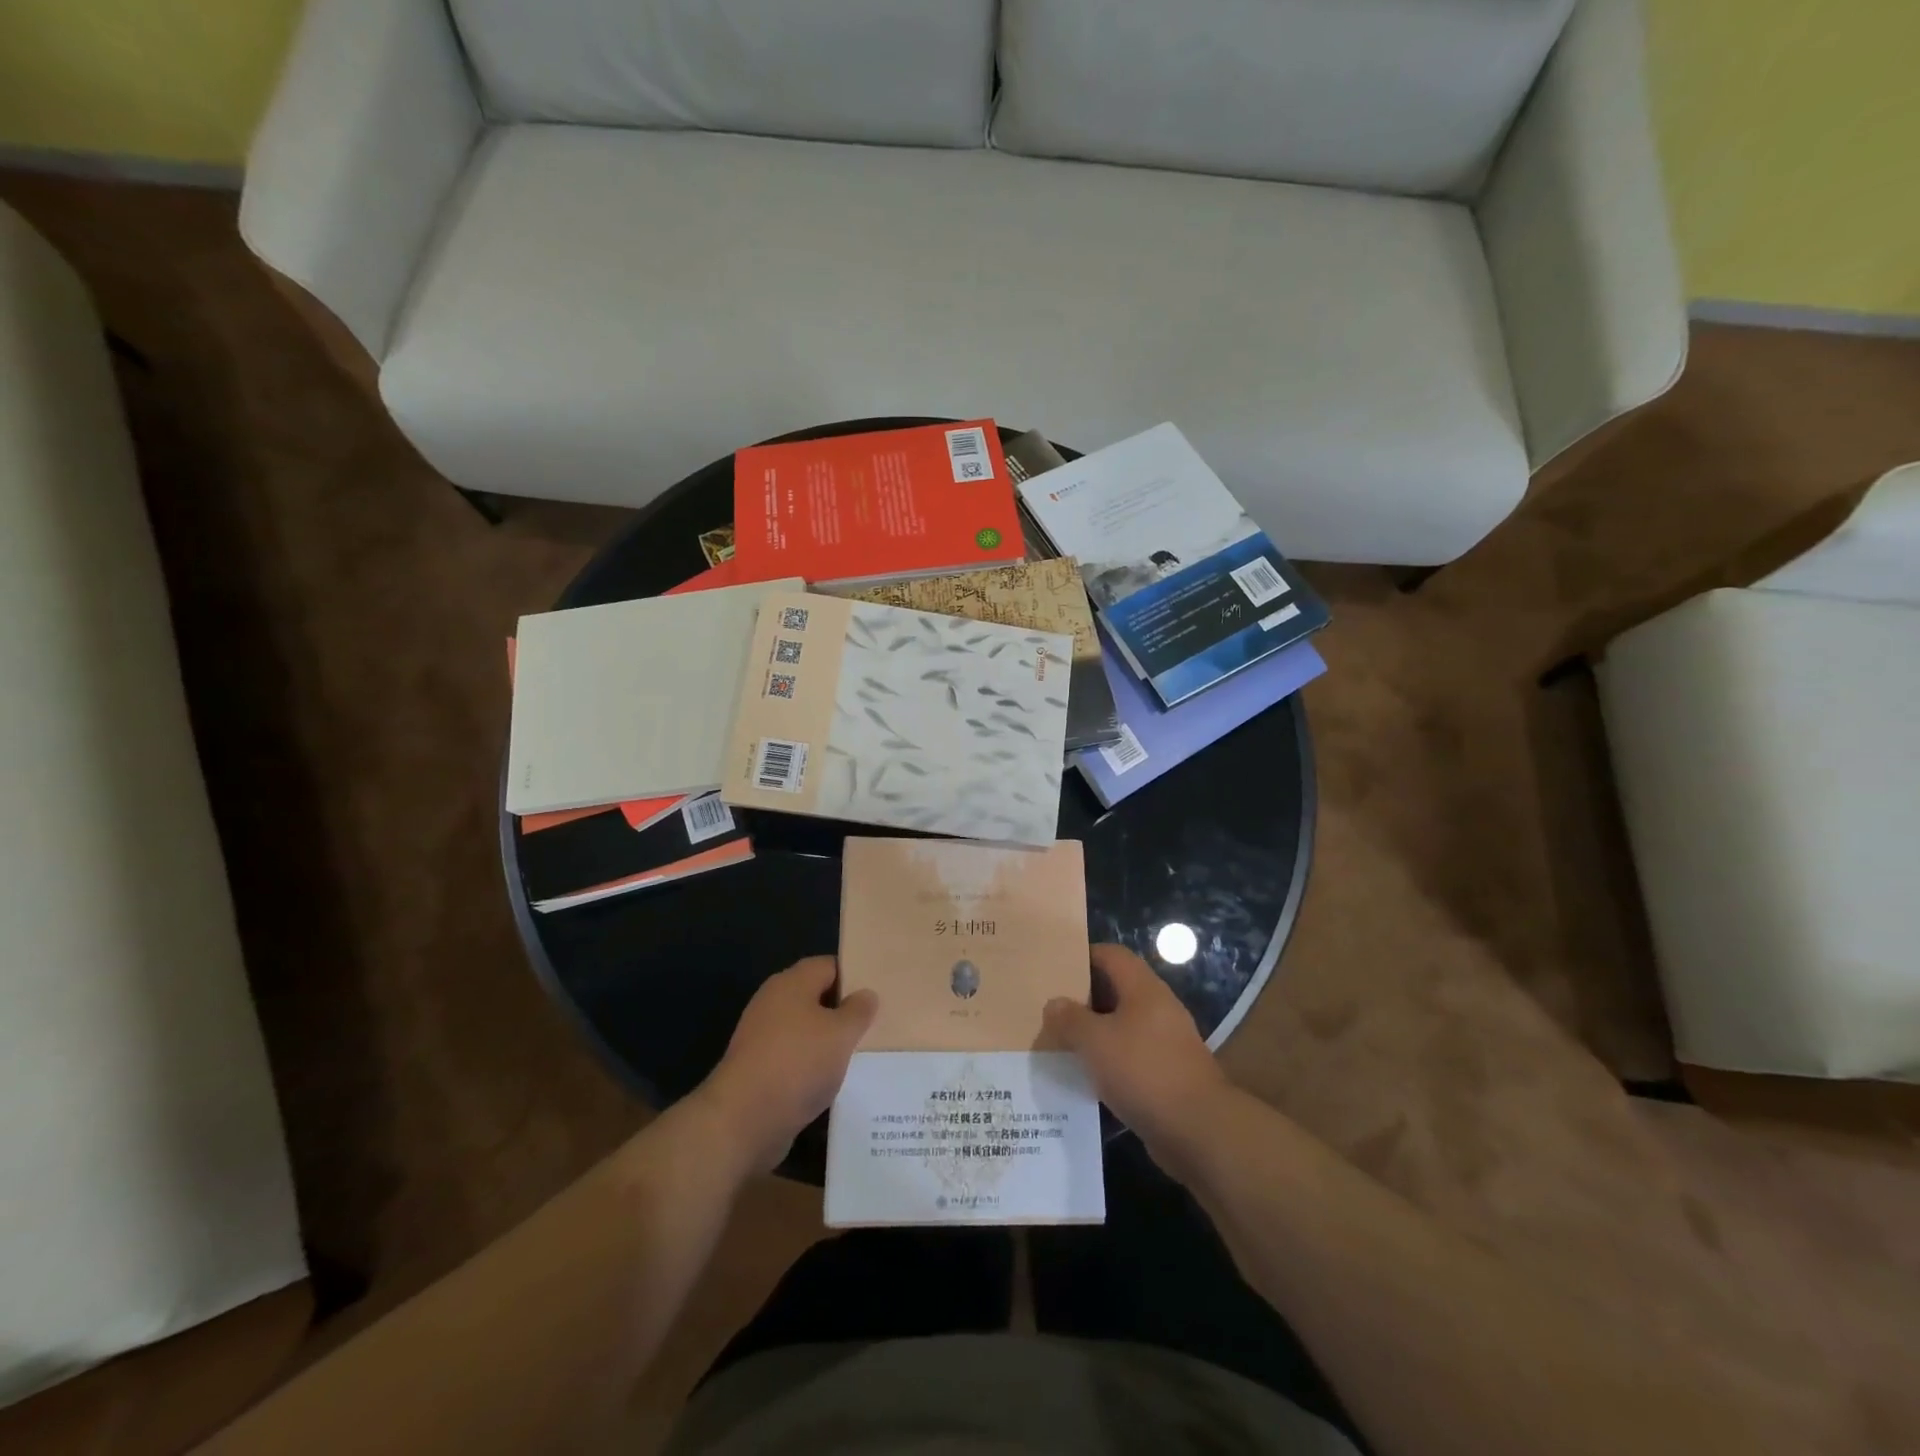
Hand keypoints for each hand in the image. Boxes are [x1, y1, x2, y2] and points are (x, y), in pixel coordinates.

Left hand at [699, 957, 877, 1174]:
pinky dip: (812, 1066)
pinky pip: (794, 1057)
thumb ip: (859, 1011)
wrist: (743, 1121)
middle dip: (844, 1011)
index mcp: (791, 983)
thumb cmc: (797, 1064)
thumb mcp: (841, 1033)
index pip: (830, 966)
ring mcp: (762, 1037)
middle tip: (876, 1024)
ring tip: (860, 1054)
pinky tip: (832, 1081)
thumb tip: (866, 994)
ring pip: (806, 1030)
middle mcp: (773, 1003)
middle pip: (816, 997)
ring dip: (828, 1041)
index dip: (856, 976)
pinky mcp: (758, 1068)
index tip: (879, 993)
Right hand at [1044, 943, 1229, 1159]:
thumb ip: (1070, 1019)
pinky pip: (1132, 1056)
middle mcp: (1158, 1008)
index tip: (1056, 969)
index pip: (1112, 955)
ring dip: (1096, 1033)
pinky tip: (1087, 1078)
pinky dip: (1110, 1061)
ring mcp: (1166, 1042)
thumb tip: (1054, 1004)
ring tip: (1063, 1044)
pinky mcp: (1168, 1074)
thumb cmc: (1144, 1071)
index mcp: (1144, 989)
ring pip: (1123, 1026)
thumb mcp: (1095, 1041)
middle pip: (1117, 989)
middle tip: (1052, 1010)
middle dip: (1085, 999)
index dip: (1084, 956)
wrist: (1199, 1131)